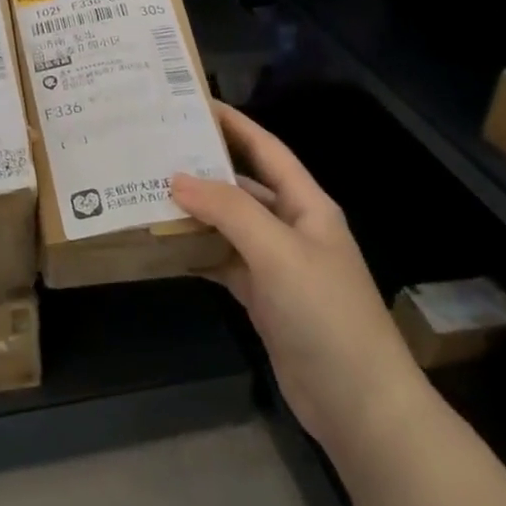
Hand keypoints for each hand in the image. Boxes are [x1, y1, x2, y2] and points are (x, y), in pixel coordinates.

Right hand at [172, 103, 424, 466]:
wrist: (358, 402)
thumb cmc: (325, 314)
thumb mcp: (278, 253)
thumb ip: (230, 211)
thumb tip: (178, 178)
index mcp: (307, 206)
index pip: (267, 150)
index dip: (234, 124)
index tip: (193, 103)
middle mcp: (292, 228)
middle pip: (243, 186)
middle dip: (204, 168)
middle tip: (156, 150)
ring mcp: (277, 265)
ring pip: (229, 226)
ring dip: (195, 212)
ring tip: (147, 192)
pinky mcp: (263, 298)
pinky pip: (223, 262)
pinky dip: (197, 253)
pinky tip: (164, 245)